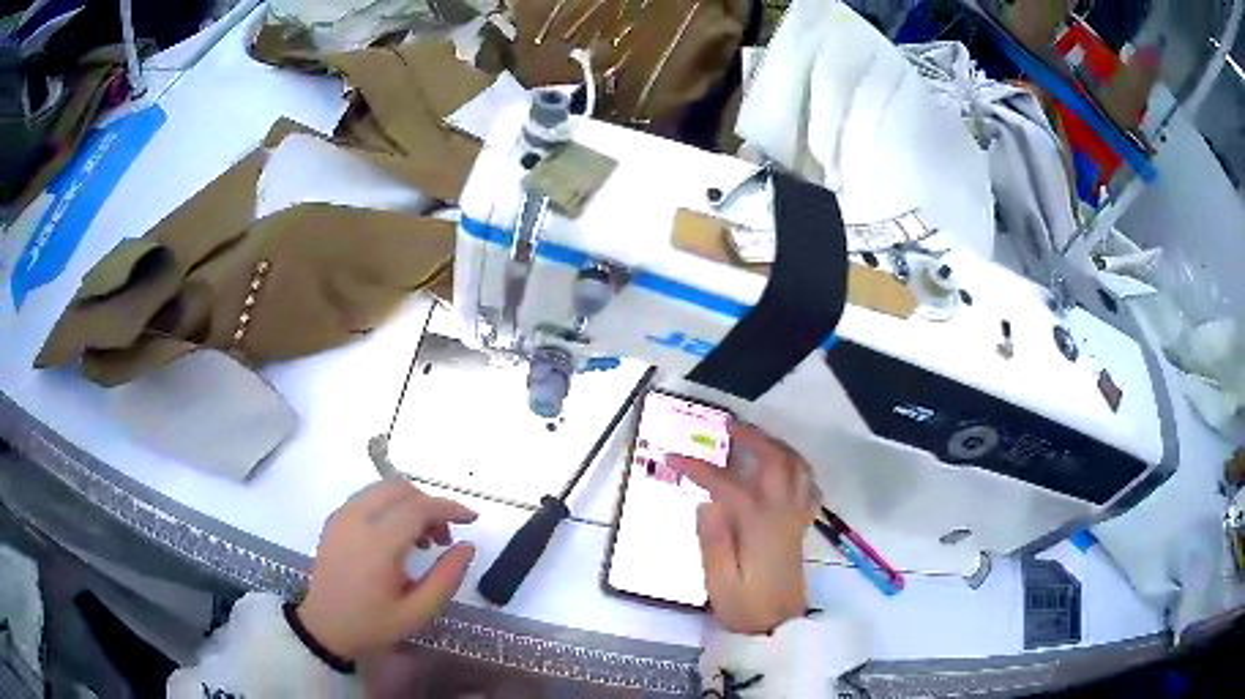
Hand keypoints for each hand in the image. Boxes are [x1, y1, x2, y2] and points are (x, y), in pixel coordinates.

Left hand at [297, 479, 477, 659]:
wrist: (324, 627)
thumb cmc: (373, 623)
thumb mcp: (418, 612)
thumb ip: (446, 578)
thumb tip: (467, 546)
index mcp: (378, 544)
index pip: (419, 508)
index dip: (449, 508)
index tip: (472, 518)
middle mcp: (357, 519)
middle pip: (401, 489)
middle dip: (430, 505)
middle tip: (443, 538)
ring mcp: (342, 516)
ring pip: (383, 488)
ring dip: (409, 503)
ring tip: (420, 539)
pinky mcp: (334, 519)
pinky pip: (367, 497)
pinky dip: (389, 506)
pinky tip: (395, 536)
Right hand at [668, 423, 820, 634]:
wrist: (779, 626)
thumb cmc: (745, 607)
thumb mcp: (719, 583)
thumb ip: (713, 542)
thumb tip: (706, 503)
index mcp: (758, 527)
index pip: (728, 486)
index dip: (700, 468)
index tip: (673, 457)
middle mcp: (782, 513)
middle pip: (775, 462)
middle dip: (752, 439)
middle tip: (726, 428)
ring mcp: (795, 517)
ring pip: (797, 468)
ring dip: (776, 446)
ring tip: (754, 438)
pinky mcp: (800, 525)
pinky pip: (807, 486)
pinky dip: (796, 468)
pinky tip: (782, 468)